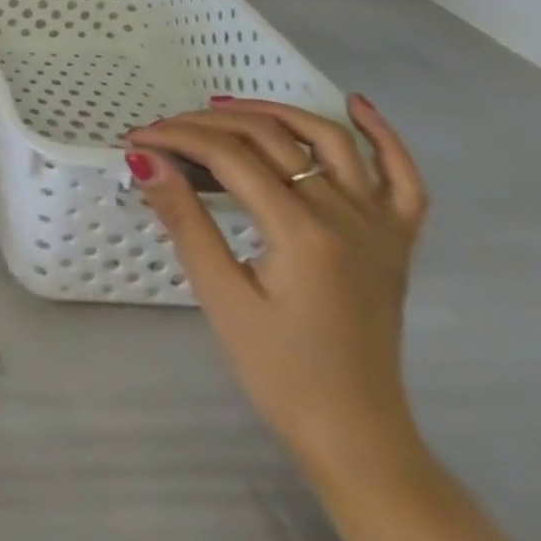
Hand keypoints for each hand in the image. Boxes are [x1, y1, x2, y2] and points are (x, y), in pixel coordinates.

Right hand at [126, 98, 501, 540]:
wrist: (355, 435)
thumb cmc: (279, 369)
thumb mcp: (220, 295)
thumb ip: (184, 218)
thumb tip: (143, 156)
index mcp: (303, 233)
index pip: (228, 156)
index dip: (176, 138)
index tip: (136, 138)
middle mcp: (347, 216)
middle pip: (270, 139)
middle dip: (206, 124)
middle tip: (163, 130)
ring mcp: (379, 226)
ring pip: (329, 141)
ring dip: (275, 112)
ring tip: (227, 107)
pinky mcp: (396, 241)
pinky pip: (404, 180)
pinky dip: (385, 138)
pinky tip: (356, 105)